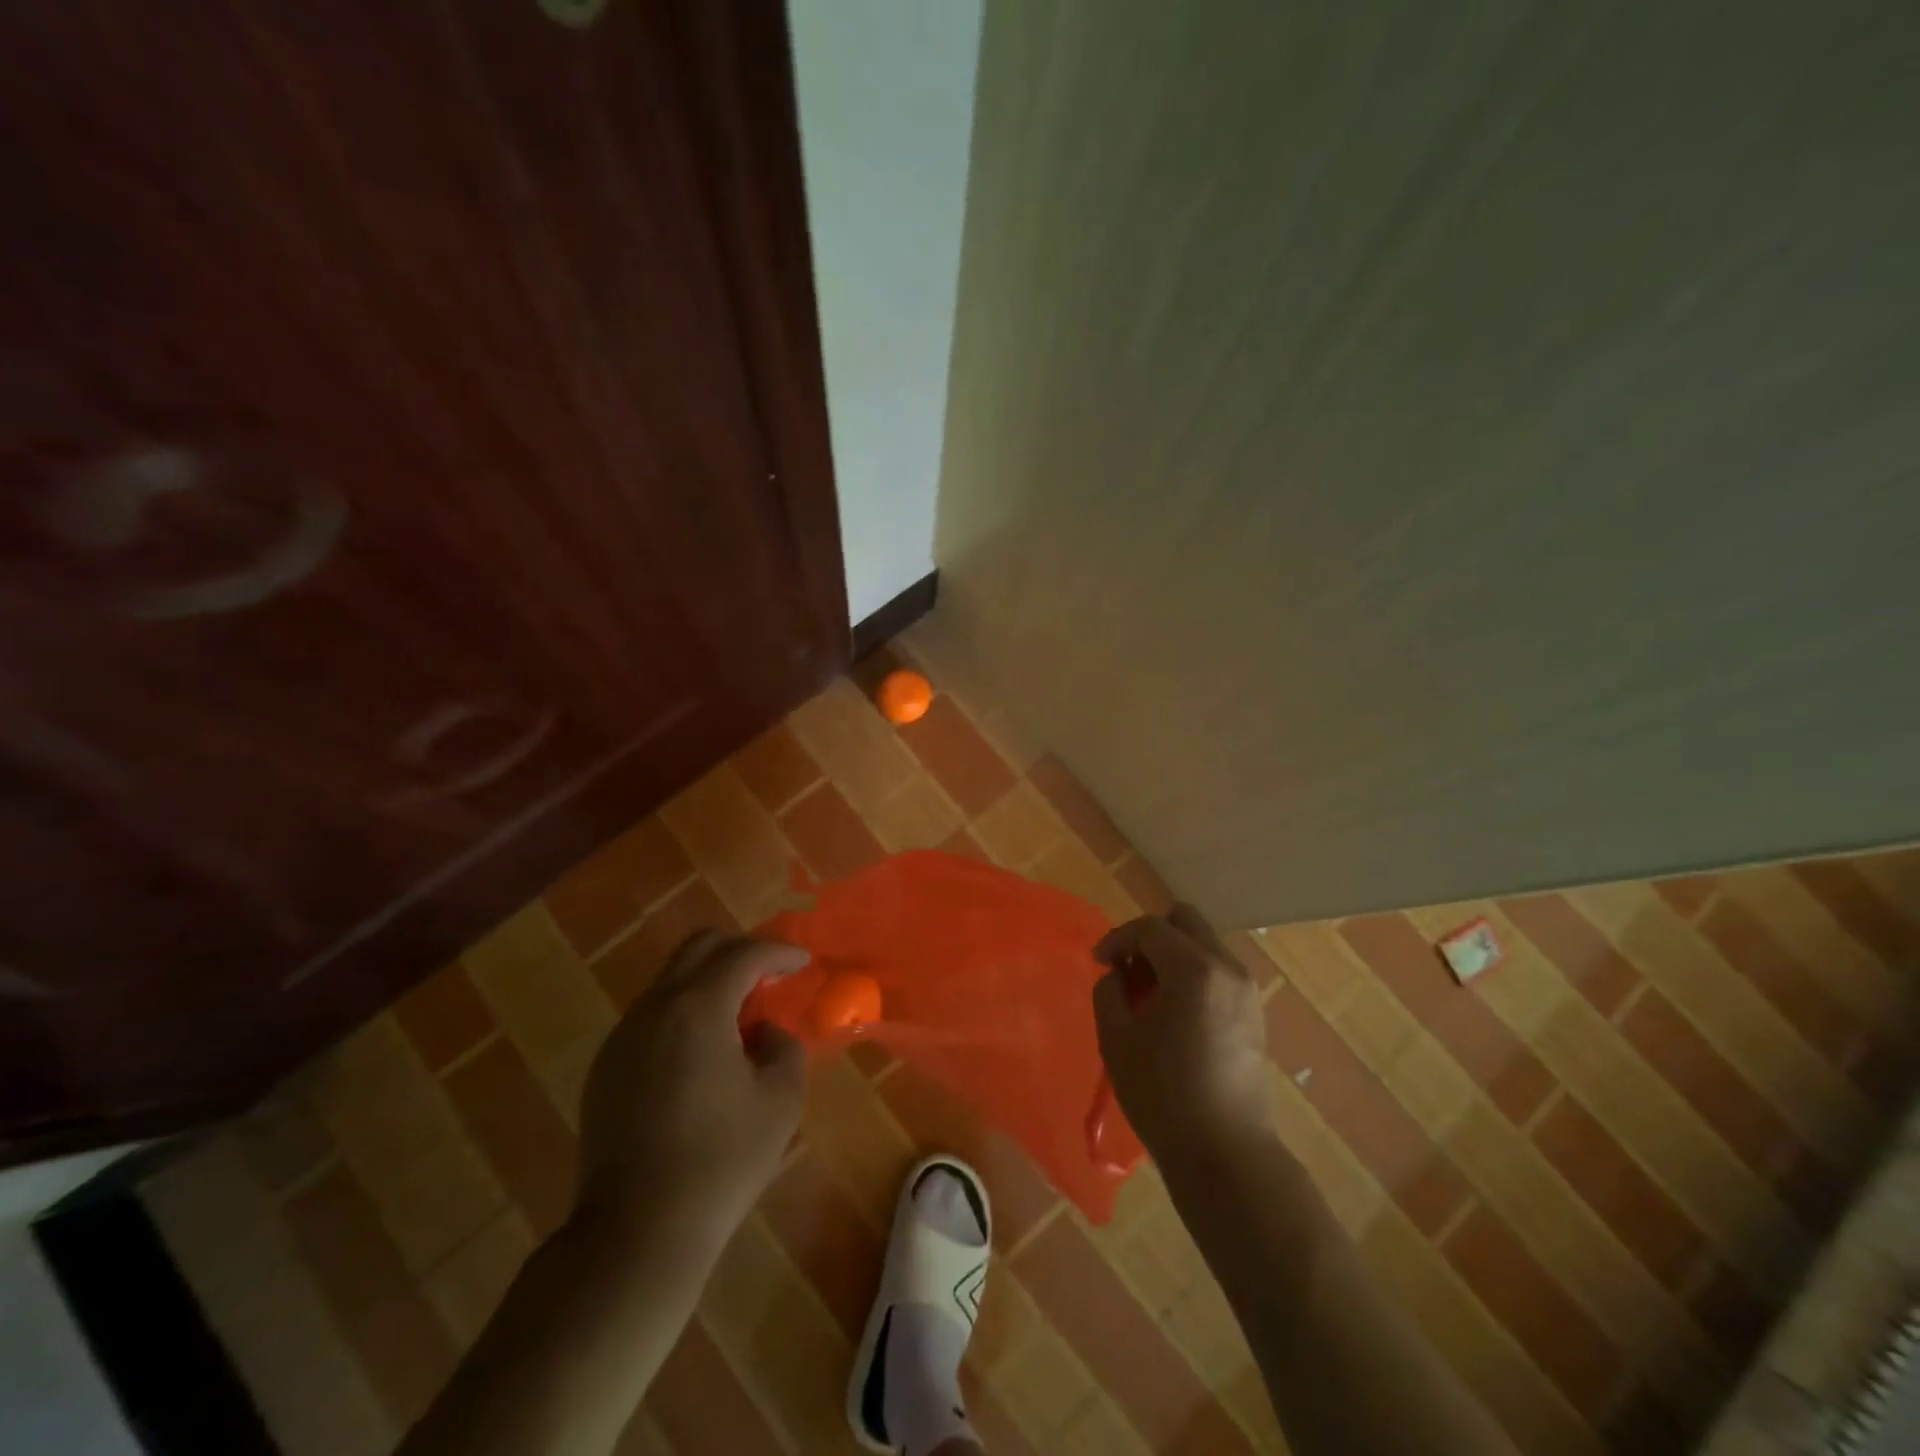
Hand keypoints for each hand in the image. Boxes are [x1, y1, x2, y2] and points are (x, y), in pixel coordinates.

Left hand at [575, 932, 806, 1246]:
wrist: (636, 1232)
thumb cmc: (720, 1161)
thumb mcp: (781, 1100)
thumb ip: (784, 1047)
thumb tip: (763, 1032)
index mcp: (698, 1008)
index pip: (744, 954)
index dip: (779, 952)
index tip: (803, 962)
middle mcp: (655, 1008)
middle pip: (699, 947)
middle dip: (740, 951)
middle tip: (770, 976)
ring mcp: (623, 1036)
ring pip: (672, 980)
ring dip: (709, 982)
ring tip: (739, 1019)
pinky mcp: (605, 1067)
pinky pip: (653, 1016)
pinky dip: (684, 1013)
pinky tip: (702, 1055)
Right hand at [1092, 906, 1272, 1170]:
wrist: (1226, 1155)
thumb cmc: (1163, 1096)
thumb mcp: (1117, 1039)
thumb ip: (1110, 991)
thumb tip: (1119, 975)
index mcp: (1194, 970)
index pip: (1150, 928)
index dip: (1118, 938)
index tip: (1098, 962)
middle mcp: (1227, 968)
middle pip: (1186, 921)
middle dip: (1151, 936)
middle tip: (1128, 970)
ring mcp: (1247, 990)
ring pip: (1204, 944)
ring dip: (1173, 955)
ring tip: (1149, 994)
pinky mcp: (1255, 1013)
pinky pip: (1218, 970)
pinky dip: (1193, 974)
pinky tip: (1175, 1013)